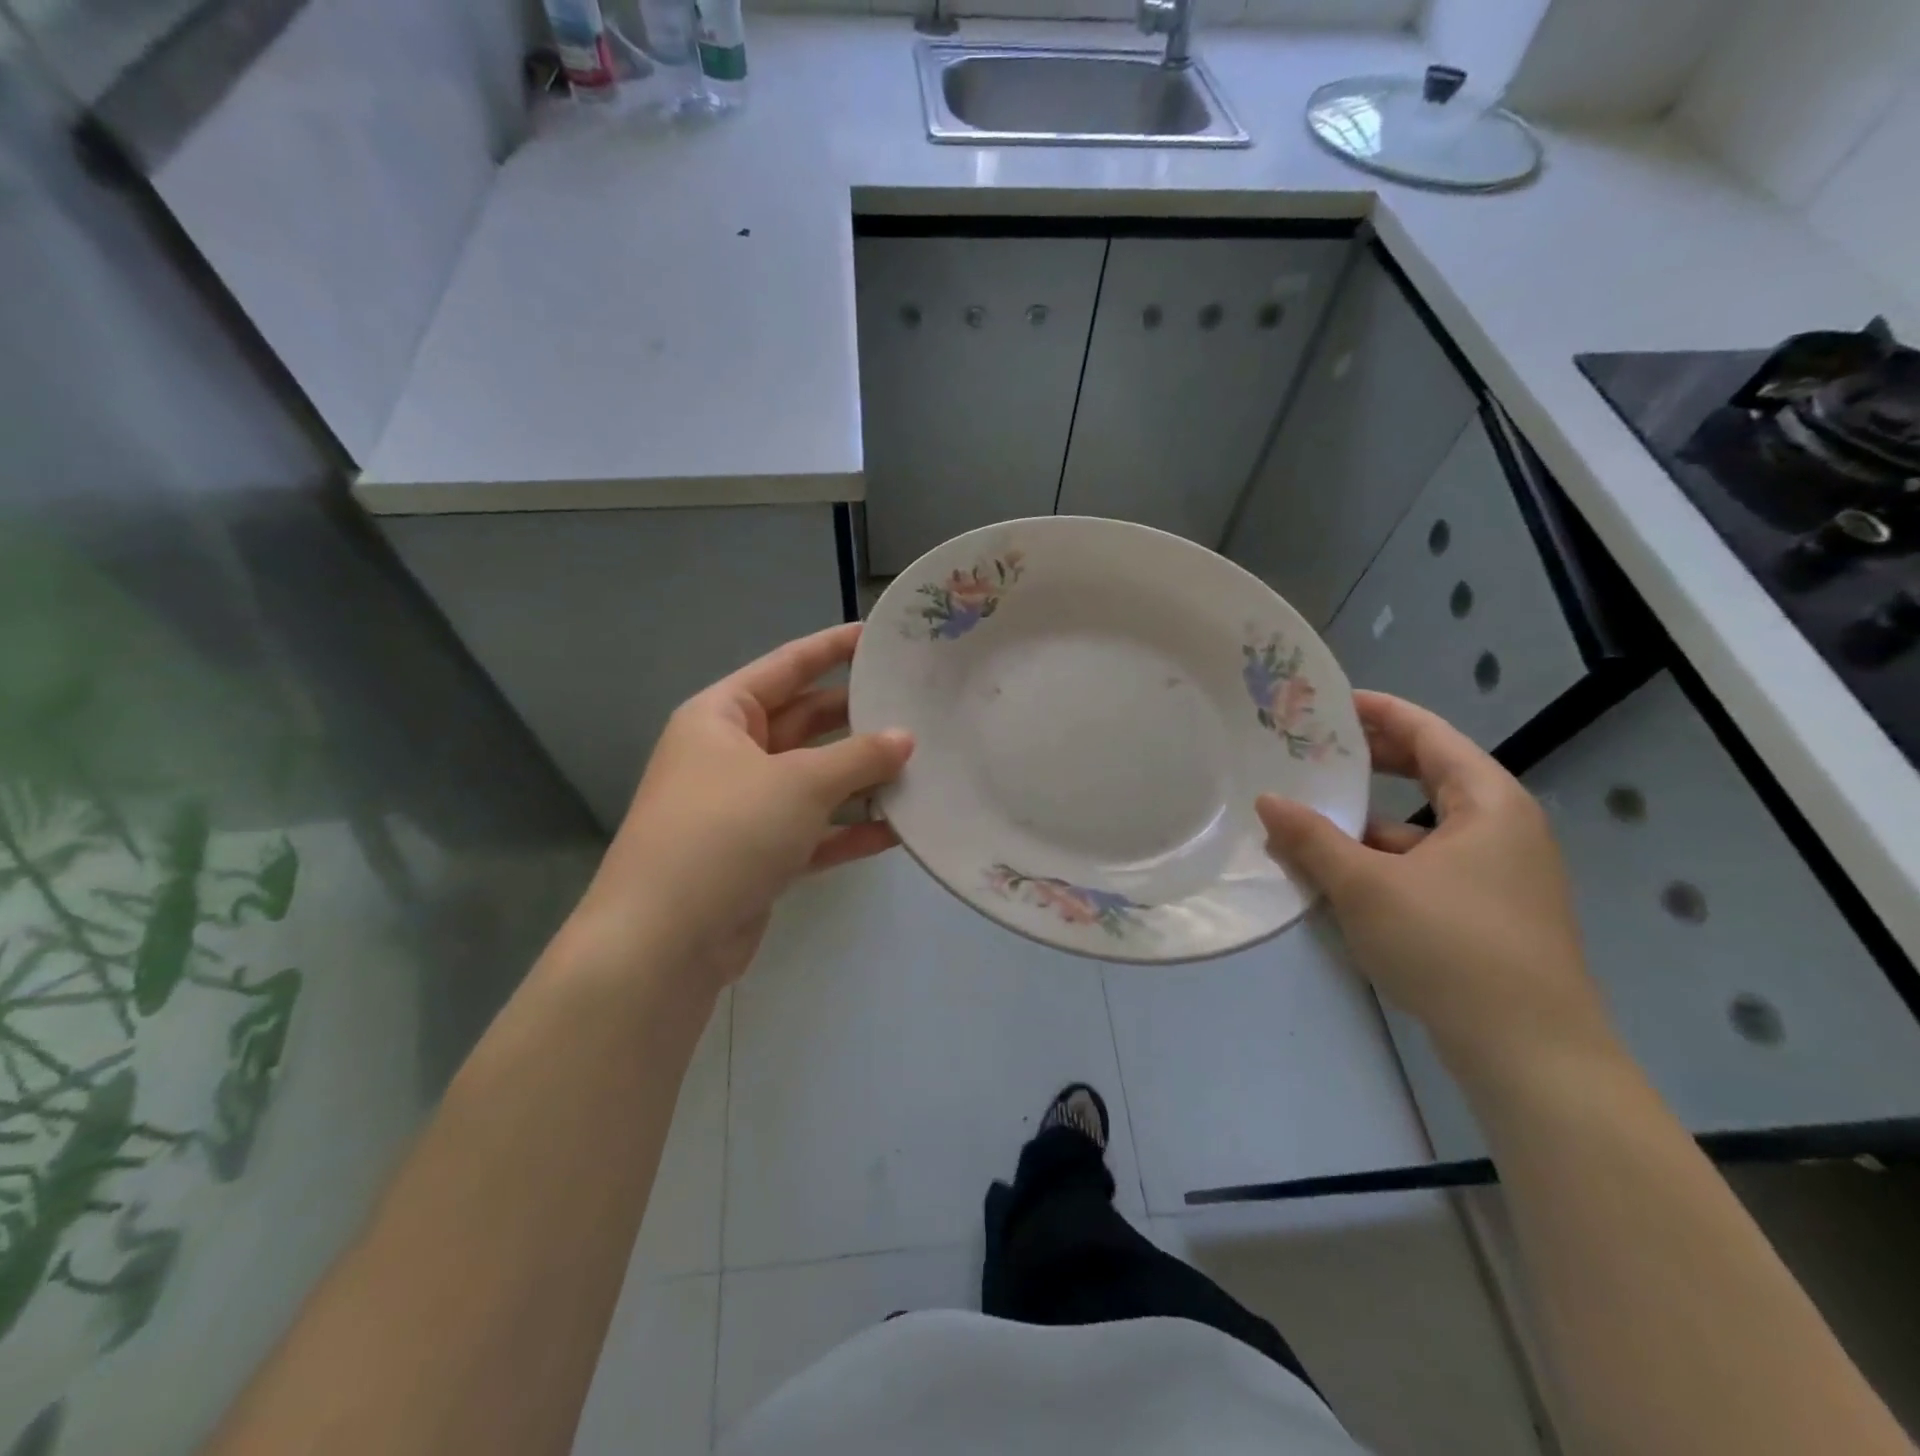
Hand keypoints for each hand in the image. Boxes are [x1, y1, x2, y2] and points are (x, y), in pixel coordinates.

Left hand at [574, 624, 913, 992]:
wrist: (665, 940)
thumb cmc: (727, 832)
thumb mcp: (799, 782)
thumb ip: (858, 757)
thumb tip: (905, 739)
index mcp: (722, 717)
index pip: (786, 666)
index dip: (833, 648)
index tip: (879, 636)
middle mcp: (730, 756)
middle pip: (805, 724)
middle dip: (858, 719)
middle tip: (917, 707)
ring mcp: (745, 809)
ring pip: (814, 781)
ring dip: (862, 779)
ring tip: (921, 767)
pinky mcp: (760, 857)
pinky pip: (814, 831)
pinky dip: (851, 829)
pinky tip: (899, 829)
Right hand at [1256, 691, 1617, 1080]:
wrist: (1529, 1053)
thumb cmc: (1450, 946)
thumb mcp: (1366, 885)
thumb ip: (1313, 838)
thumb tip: (1267, 800)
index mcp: (1488, 803)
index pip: (1428, 734)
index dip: (1379, 712)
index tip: (1329, 702)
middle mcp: (1502, 828)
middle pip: (1429, 774)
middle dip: (1370, 762)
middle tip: (1312, 751)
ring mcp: (1499, 874)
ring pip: (1423, 827)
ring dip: (1368, 821)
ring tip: (1309, 816)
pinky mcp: (1488, 913)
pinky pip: (1426, 865)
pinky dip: (1383, 860)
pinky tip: (1339, 875)